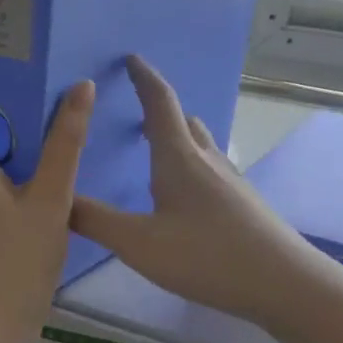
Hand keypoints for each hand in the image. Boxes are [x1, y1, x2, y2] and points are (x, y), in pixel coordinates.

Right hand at [71, 56, 328, 329]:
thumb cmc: (208, 256)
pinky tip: (185, 198)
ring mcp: (231, 182)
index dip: (144, 77)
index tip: (131, 58)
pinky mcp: (244, 204)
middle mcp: (207, 161)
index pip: (160, 103)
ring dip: (177, 139)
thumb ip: (96, 221)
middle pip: (183, 122)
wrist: (284, 283)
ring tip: (155, 153)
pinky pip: (211, 170)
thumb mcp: (140, 244)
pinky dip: (191, 166)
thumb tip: (59, 199)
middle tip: (136, 113)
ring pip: (200, 146)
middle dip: (159, 111)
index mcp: (179, 158)